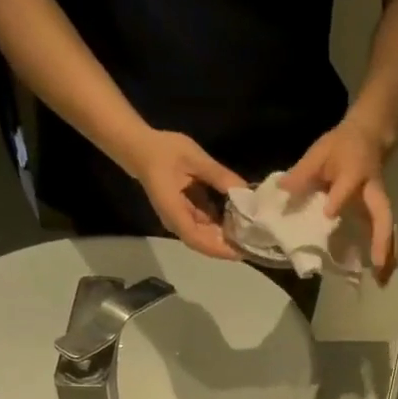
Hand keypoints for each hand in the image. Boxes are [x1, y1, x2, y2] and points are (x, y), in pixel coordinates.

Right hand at [128, 129, 246, 259]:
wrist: (141, 148)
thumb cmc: (164, 151)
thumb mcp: (194, 158)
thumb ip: (219, 175)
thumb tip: (245, 191)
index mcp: (174, 211)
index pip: (197, 239)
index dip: (220, 248)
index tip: (242, 250)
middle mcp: (176, 222)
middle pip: (205, 242)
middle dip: (229, 243)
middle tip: (256, 241)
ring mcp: (181, 219)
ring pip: (207, 235)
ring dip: (227, 234)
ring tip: (252, 231)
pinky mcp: (186, 214)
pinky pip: (206, 225)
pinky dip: (222, 224)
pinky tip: (240, 217)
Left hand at [285, 117, 397, 283]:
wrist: (369, 136)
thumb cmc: (340, 146)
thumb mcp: (318, 153)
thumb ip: (302, 173)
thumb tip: (282, 190)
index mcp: (354, 171)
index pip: (347, 186)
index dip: (339, 199)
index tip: (329, 214)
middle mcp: (372, 191)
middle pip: (382, 215)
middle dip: (381, 239)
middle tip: (377, 264)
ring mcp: (379, 204)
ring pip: (389, 230)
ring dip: (389, 255)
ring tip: (382, 281)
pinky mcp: (380, 214)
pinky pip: (386, 235)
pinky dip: (386, 256)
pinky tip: (381, 276)